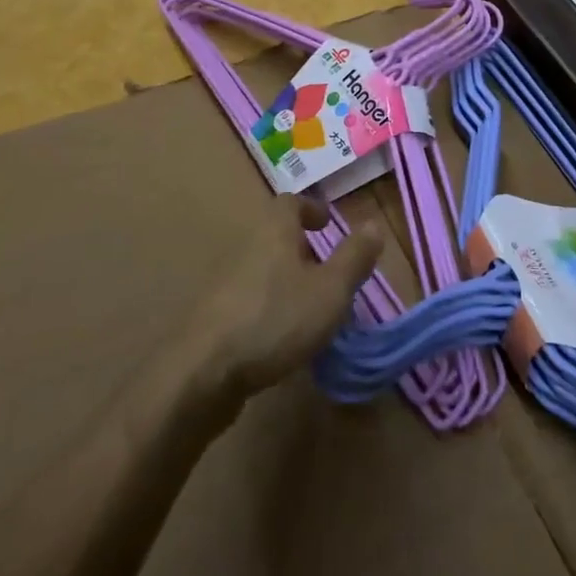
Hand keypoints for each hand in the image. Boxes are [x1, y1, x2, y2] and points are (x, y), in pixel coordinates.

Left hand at [193, 195, 383, 400]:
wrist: (202, 373)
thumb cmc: (275, 320)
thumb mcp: (330, 290)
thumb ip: (354, 258)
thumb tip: (374, 224)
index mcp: (274, 230)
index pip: (290, 202)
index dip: (311, 209)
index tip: (327, 225)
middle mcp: (246, 247)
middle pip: (275, 235)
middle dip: (302, 249)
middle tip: (328, 272)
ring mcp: (225, 282)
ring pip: (262, 268)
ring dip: (286, 279)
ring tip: (311, 308)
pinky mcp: (213, 316)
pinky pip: (249, 298)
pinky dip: (269, 306)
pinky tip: (282, 336)